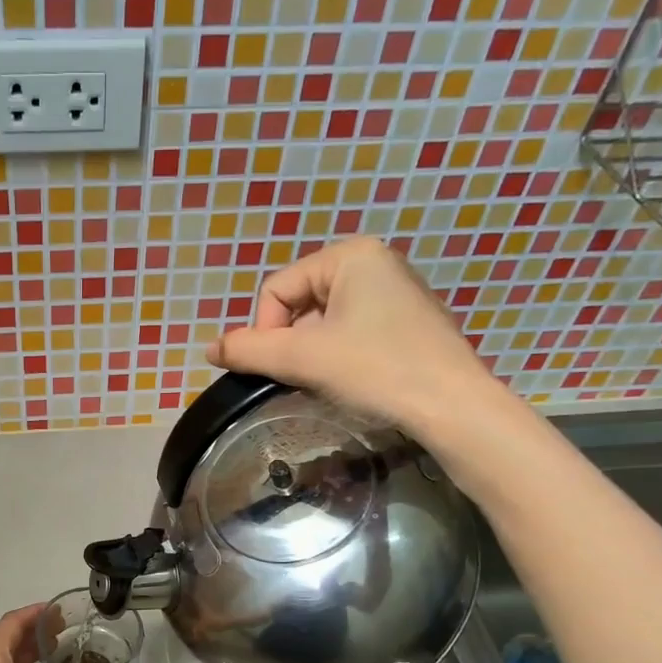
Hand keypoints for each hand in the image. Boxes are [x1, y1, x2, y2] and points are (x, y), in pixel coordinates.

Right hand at [206, 236, 502, 438]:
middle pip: (300, 303)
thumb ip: (248, 351)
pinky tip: (355, 380)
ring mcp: (395, 292)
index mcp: (350, 255)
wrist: (452, 407)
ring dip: (314, 353)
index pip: (277, 289)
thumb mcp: (302, 359)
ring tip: (331, 381)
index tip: (281, 366)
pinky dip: (340, 356)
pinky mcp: (408, 322)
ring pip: (324, 322)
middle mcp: (375, 262)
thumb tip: (209, 350)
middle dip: (293, 343)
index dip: (266, 331)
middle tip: (306, 376)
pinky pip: (352, 331)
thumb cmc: (376, 370)